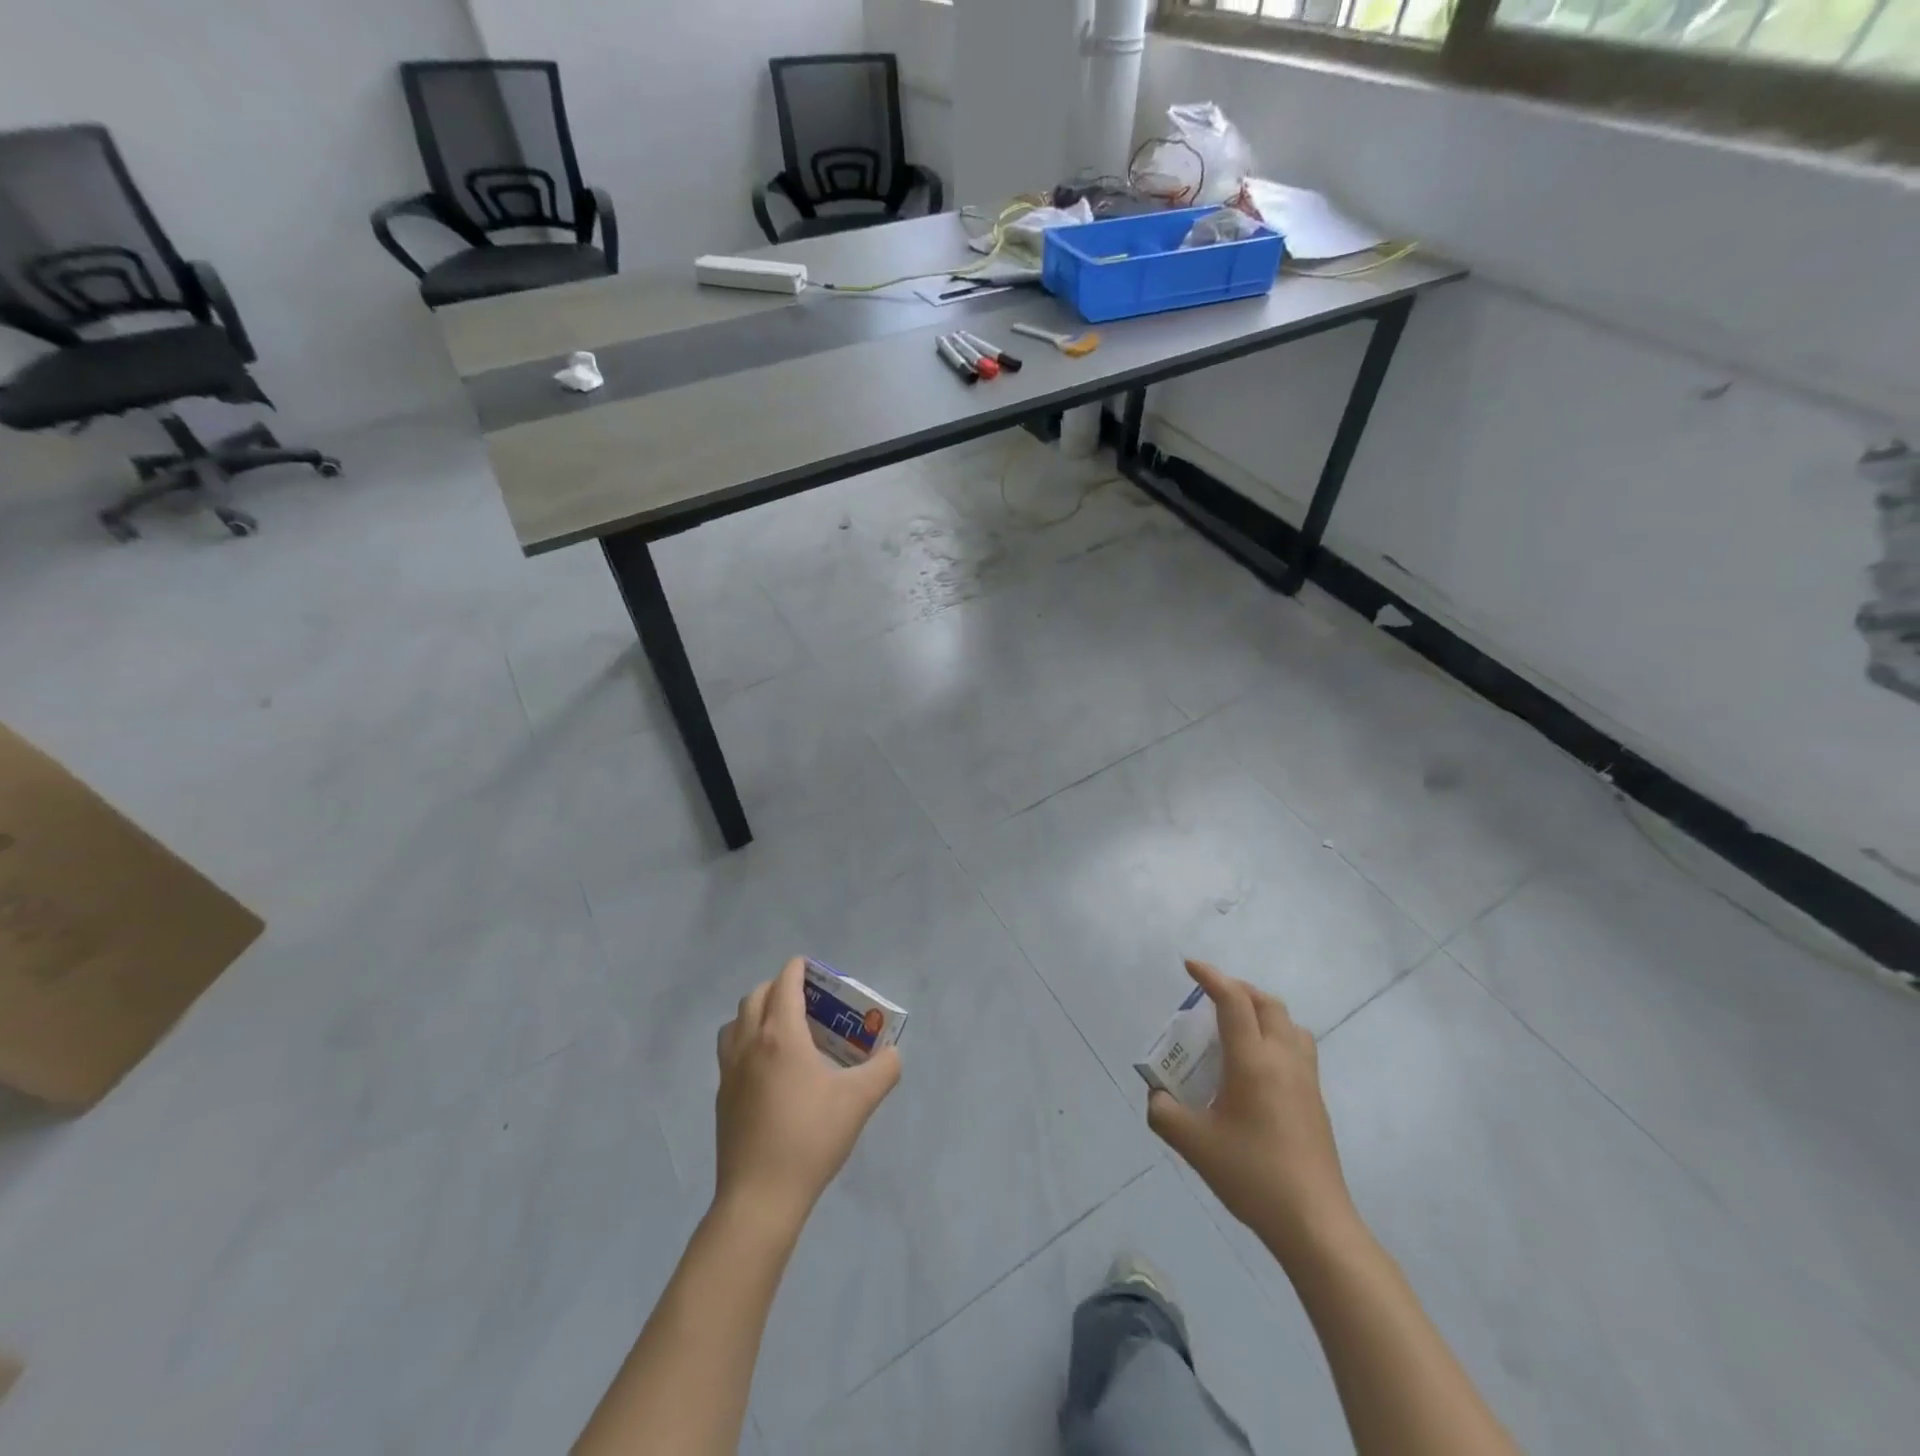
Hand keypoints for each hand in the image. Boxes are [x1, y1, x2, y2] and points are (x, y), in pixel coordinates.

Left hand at [713, 957, 901, 1234]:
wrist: (760, 1197)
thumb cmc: (810, 1138)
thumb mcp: (859, 1101)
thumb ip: (883, 1070)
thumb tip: (892, 1055)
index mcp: (781, 1036)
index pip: (785, 984)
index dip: (798, 969)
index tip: (813, 969)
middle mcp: (749, 1044)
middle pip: (756, 997)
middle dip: (779, 987)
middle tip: (806, 1000)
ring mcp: (730, 1071)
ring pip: (736, 1023)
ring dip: (756, 1013)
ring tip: (782, 1029)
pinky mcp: (722, 1097)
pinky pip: (730, 1051)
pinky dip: (746, 1041)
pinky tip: (768, 1068)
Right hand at [1147, 959, 1356, 1264]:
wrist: (1314, 1223)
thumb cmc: (1251, 1174)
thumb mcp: (1193, 1143)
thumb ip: (1163, 1112)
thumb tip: (1157, 1096)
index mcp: (1253, 1060)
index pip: (1233, 1000)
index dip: (1210, 976)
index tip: (1189, 966)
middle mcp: (1283, 1059)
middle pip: (1266, 1003)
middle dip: (1237, 989)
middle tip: (1210, 997)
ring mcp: (1305, 1080)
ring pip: (1289, 1024)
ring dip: (1262, 1011)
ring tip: (1237, 1026)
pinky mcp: (1315, 1101)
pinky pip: (1298, 1048)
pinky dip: (1276, 1036)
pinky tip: (1257, 1067)